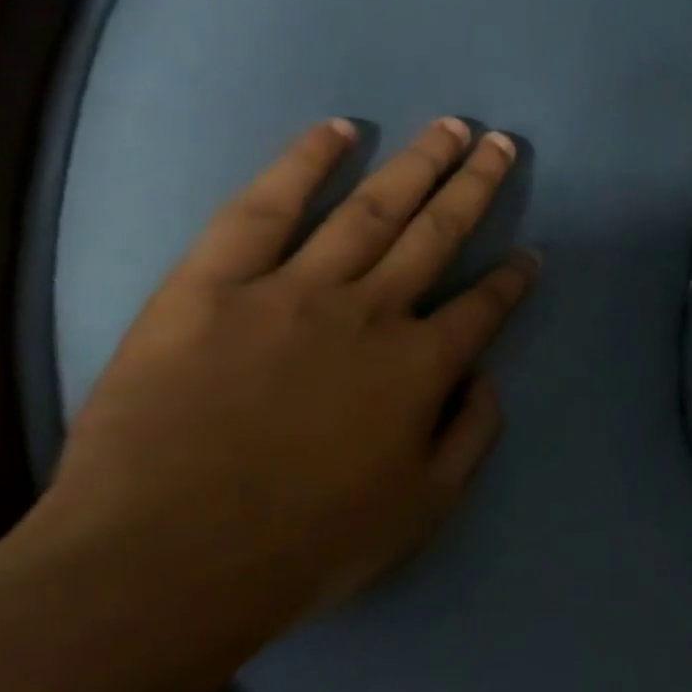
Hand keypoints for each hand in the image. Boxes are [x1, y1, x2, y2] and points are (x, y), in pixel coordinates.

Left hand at [36, 116, 537, 618]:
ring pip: (370, 209)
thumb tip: (487, 377)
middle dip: (478, 187)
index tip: (531, 254)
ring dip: (418, 163)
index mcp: (423, 365)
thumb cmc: (310, 542)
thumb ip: (473, 434)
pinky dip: (305, 164)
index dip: (514, 278)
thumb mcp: (427, 507)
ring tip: (451, 128)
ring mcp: (292, 291)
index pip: (486, 306)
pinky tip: (339, 130)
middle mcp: (372, 312)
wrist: (160, 564)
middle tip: (505, 145)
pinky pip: (263, 210)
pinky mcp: (212, 286)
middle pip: (439, 233)